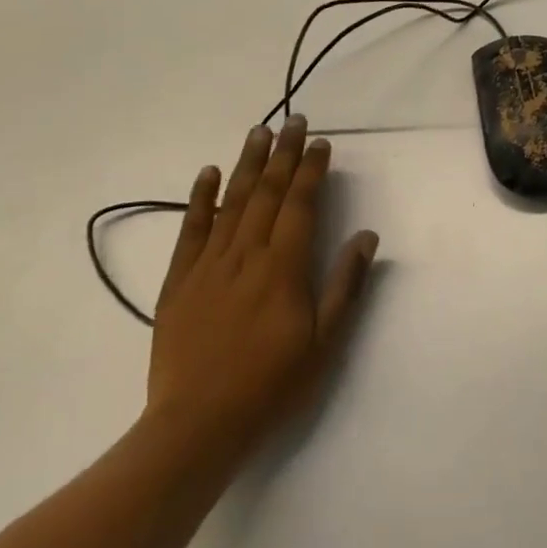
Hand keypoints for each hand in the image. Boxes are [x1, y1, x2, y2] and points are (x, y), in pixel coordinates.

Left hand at [144, 117, 379, 469]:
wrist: (197, 426)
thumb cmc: (271, 385)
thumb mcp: (325, 342)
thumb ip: (345, 284)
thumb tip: (367, 236)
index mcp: (283, 267)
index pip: (300, 204)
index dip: (311, 170)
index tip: (321, 143)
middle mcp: (246, 255)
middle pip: (266, 193)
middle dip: (283, 153)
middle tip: (293, 120)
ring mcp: (208, 265)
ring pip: (231, 202)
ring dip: (247, 163)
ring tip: (258, 131)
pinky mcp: (179, 282)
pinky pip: (190, 230)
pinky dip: (199, 198)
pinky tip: (208, 173)